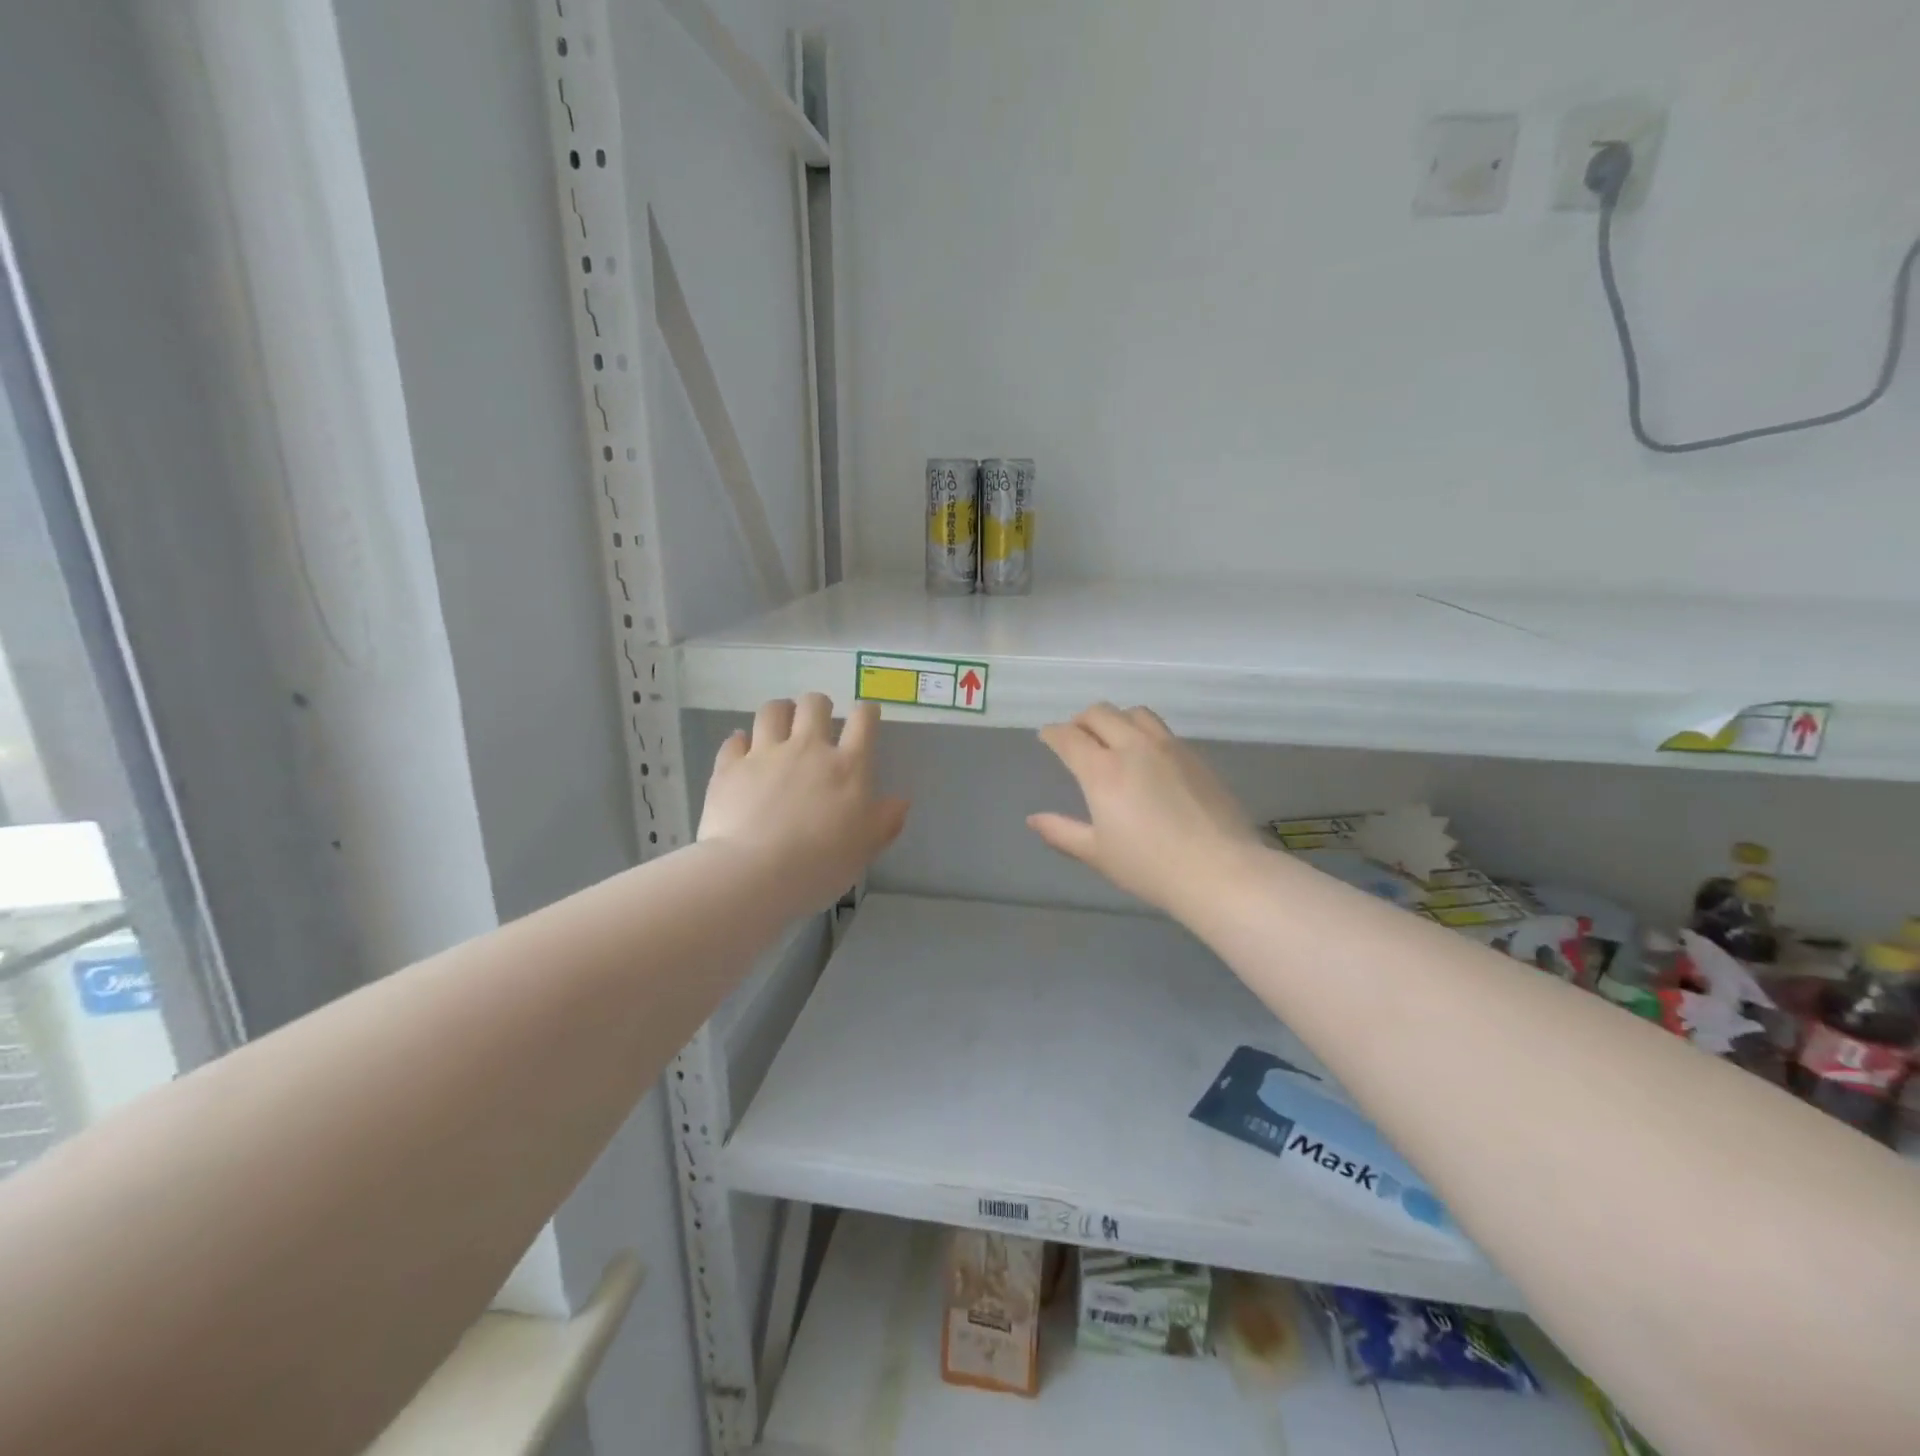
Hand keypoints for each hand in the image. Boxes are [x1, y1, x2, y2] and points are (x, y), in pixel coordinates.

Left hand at [698, 695, 908, 914]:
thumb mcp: (865, 848)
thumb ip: (885, 821)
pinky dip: (740, 743)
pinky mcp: (730, 768)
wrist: (754, 873)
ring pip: (772, 711)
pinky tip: (742, 750)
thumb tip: (900, 801)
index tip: (866, 716)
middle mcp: (807, 749)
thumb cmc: (820, 864)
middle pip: (813, 704)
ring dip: (779, 712)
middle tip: (817, 722)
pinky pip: (734, 741)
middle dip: (818, 706)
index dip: (866, 712)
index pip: (863, 721)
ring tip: (780, 725)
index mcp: (847, 766)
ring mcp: (765, 754)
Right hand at [1029, 704, 1259, 915]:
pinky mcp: (1196, 756)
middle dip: (1081, 720)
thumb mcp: (1098, 853)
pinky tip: (1147, 757)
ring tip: (1112, 739)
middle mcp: (1133, 747)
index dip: (1052, 733)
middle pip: (1100, 713)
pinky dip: (1143, 732)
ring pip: (1135, 713)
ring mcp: (1169, 747)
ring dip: (1115, 719)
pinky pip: (1162, 730)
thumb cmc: (1151, 867)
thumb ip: (1062, 832)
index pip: (1069, 737)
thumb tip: (1034, 819)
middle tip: (1076, 737)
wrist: (1221, 871)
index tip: (1047, 736)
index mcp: (1103, 770)